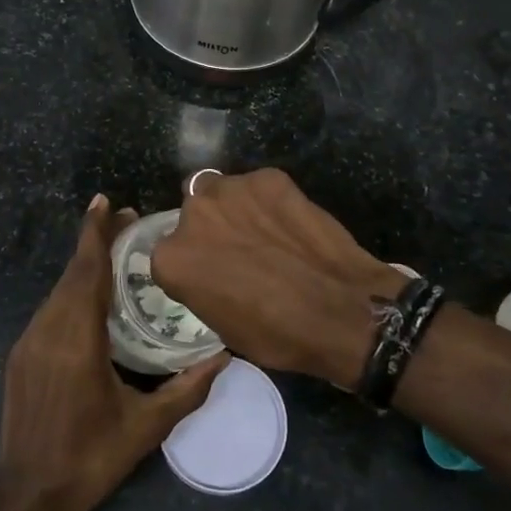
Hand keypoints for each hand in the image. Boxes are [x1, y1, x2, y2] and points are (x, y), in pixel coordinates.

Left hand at [0, 195, 226, 510]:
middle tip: (126, 221)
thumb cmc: (89, 459)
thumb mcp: (146, 427)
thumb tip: (225, 357)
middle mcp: (48, 331)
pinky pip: (50, 309)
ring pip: (58, 290)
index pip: (86, 273)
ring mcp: (29, 342)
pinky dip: (71, 291)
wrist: (25, 496)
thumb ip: (187, 389)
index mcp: (77, 341)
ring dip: (83, 267)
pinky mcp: (21, 355)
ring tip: (113, 252)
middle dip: (96, 243)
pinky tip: (91, 297)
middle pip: (72, 274)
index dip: (94, 234)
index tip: (105, 202)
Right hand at [151, 168, 406, 386]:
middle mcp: (193, 214)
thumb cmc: (276, 333)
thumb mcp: (221, 325)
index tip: (213, 274)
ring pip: (222, 190)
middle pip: (193, 212)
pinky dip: (270, 200)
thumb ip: (201, 286)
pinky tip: (292, 223)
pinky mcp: (269, 177)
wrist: (340, 310)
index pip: (170, 253)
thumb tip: (210, 273)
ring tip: (267, 231)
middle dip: (211, 227)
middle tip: (240, 249)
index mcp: (172, 258)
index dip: (193, 263)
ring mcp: (232, 189)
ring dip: (236, 207)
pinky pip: (259, 186)